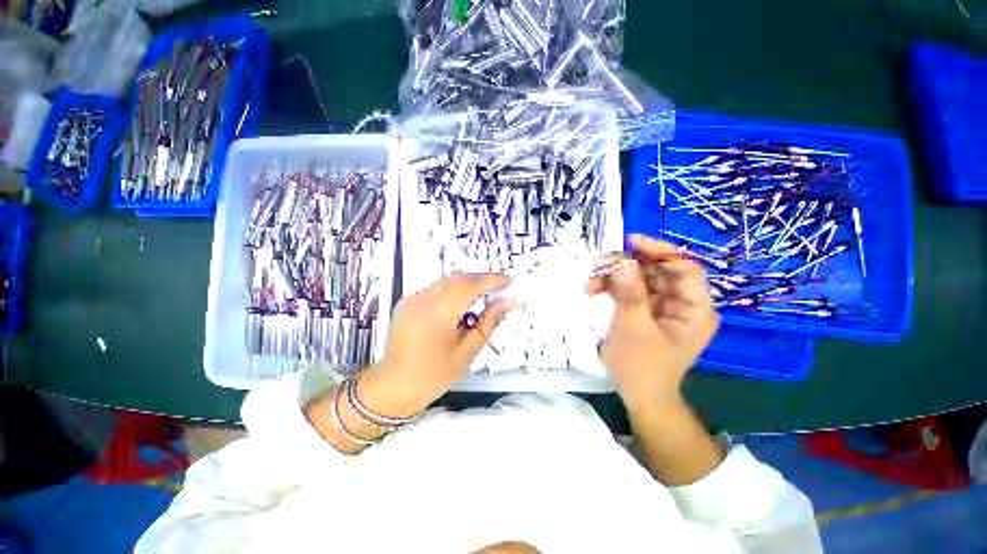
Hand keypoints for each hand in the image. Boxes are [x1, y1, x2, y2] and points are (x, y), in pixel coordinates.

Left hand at [358, 272, 513, 415]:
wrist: (392, 387)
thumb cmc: (433, 376)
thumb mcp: (466, 352)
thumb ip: (487, 323)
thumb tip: (507, 303)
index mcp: (438, 313)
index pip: (471, 286)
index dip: (493, 280)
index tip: (510, 280)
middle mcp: (423, 299)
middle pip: (458, 278)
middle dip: (481, 278)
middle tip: (500, 285)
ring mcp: (412, 299)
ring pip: (446, 281)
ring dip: (468, 282)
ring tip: (485, 291)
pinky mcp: (407, 302)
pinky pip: (435, 288)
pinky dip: (453, 289)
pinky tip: (462, 300)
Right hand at [586, 234, 718, 411]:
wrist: (640, 395)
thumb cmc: (641, 367)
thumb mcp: (633, 329)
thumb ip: (629, 294)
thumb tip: (621, 262)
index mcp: (694, 310)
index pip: (684, 268)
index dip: (659, 250)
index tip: (630, 241)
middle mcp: (682, 303)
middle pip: (657, 269)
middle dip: (626, 264)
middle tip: (597, 265)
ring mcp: (663, 305)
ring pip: (640, 277)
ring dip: (613, 276)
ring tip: (589, 283)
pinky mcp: (647, 309)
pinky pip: (630, 289)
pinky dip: (612, 287)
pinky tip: (593, 291)